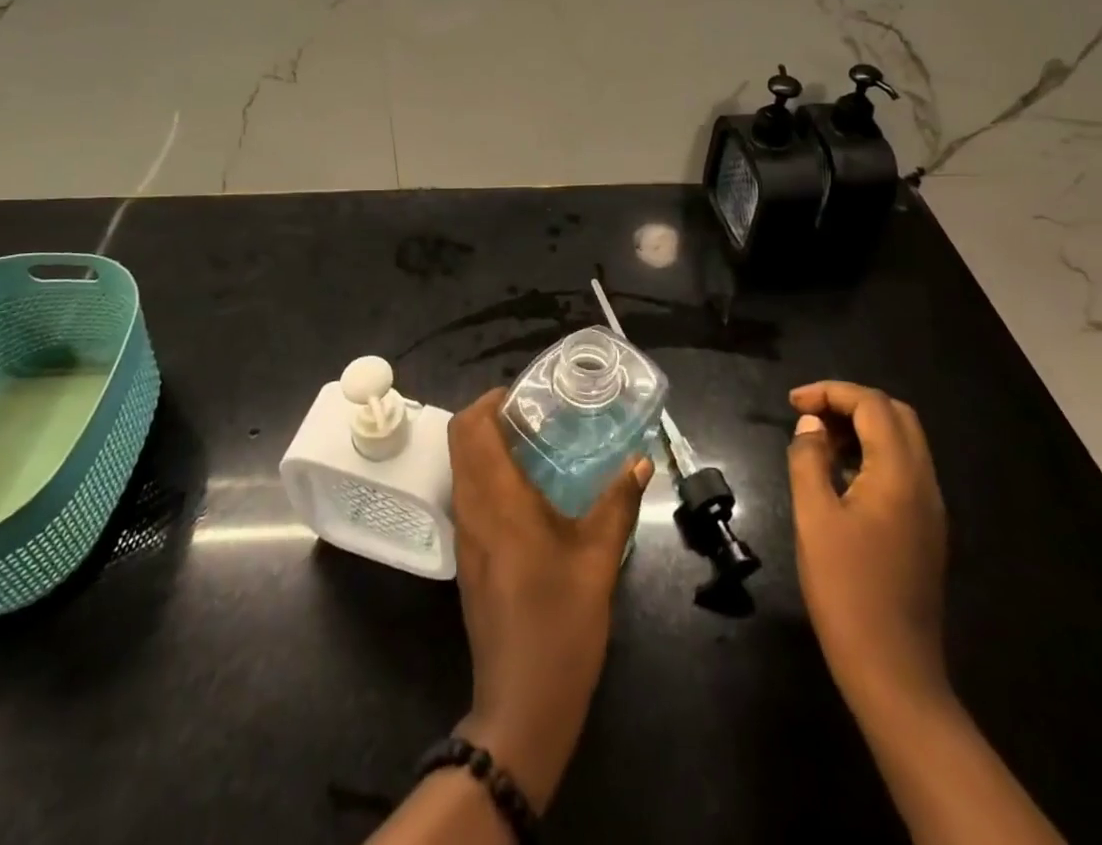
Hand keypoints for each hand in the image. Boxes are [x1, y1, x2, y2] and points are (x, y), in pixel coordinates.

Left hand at [446, 389, 652, 811]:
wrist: (523, 704)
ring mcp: (465, 534)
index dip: (491, 400)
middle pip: (460, 439)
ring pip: (462, 466)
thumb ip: (618, 503)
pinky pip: (469, 494)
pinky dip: (488, 474)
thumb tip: (641, 460)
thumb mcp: (599, 559)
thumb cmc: (561, 624)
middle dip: (490, 417)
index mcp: (496, 499)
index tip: (526, 397)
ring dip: (487, 445)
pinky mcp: (469, 556)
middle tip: (535, 415)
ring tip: (536, 444)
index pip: (470, 426)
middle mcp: (471, 508)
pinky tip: (530, 489)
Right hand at [786, 380, 948, 710]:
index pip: (872, 406)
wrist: (893, 671)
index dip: (831, 392)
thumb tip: (811, 425)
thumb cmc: (846, 590)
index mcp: (899, 475)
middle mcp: (924, 483)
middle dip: (850, 403)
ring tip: (817, 439)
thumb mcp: (813, 517)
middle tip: (808, 414)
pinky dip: (872, 454)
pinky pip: (903, 469)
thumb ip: (809, 460)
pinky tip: (839, 474)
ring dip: (862, 427)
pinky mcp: (925, 530)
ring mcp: (930, 509)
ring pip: (903, 442)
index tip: (792, 403)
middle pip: (896, 416)